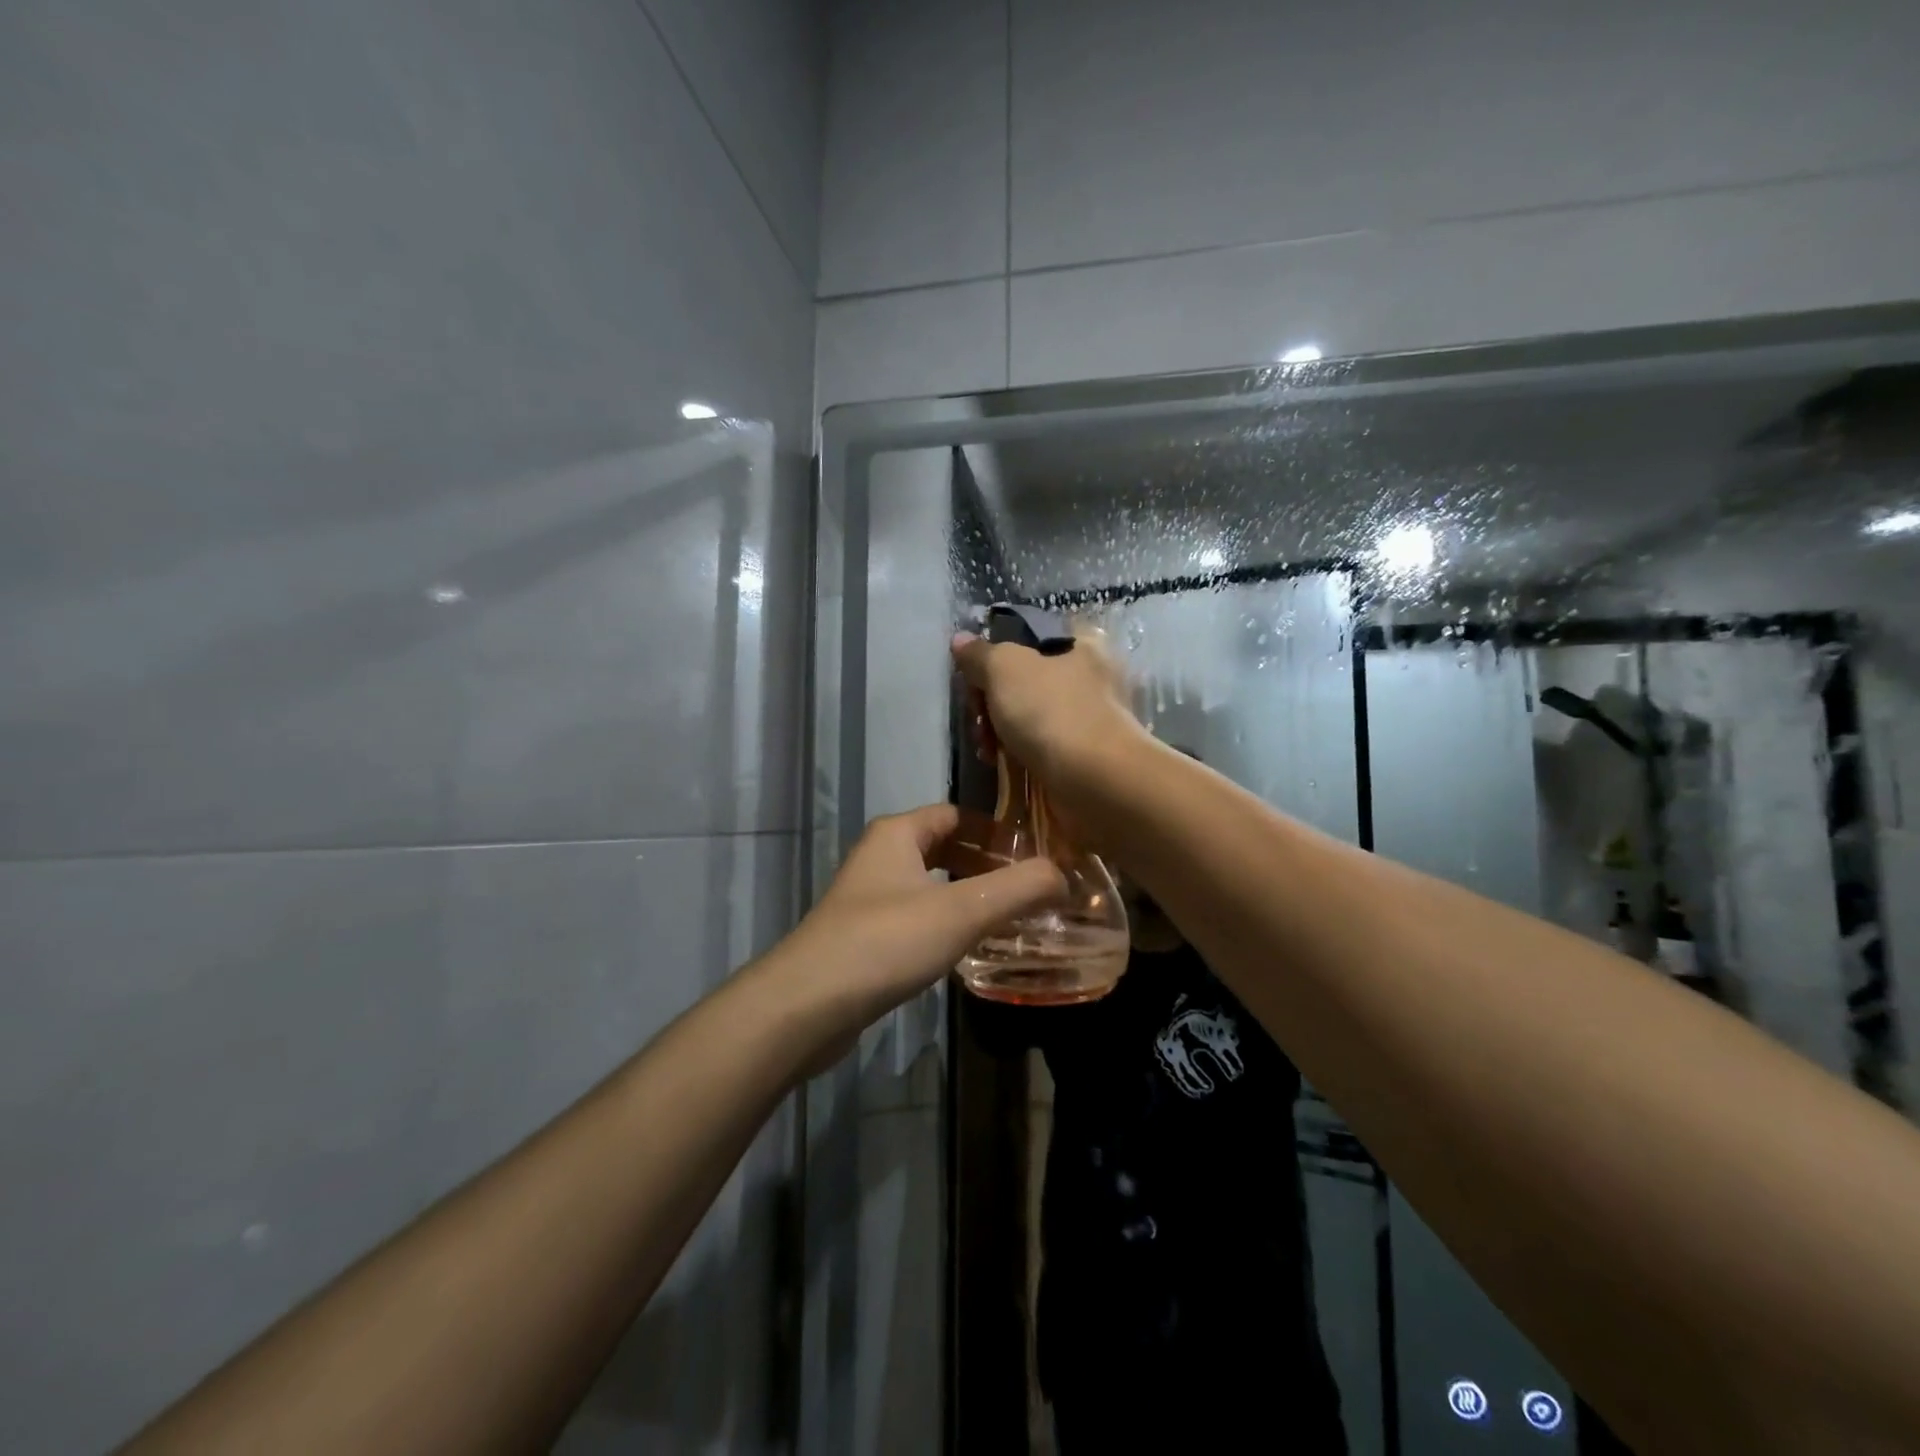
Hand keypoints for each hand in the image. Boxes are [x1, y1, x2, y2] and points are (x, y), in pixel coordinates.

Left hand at [783, 804, 1065, 1036]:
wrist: (806, 1006)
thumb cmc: (885, 942)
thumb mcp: (961, 911)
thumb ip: (1018, 890)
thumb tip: (1064, 875)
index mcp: (897, 834)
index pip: (956, 814)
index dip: (996, 830)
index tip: (1036, 854)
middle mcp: (880, 857)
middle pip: (944, 848)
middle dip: (985, 865)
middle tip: (1030, 889)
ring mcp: (867, 899)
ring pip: (929, 885)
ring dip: (967, 896)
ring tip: (1010, 919)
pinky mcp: (863, 937)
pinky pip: (915, 917)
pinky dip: (945, 923)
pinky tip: (968, 949)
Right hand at [950, 626, 1148, 795]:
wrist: (1094, 781)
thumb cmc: (1050, 712)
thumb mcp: (1004, 669)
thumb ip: (979, 654)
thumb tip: (960, 640)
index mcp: (1080, 645)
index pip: (1028, 639)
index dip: (996, 656)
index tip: (975, 677)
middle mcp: (1089, 678)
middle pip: (1024, 680)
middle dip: (991, 700)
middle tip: (979, 717)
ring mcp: (1086, 719)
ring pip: (1028, 716)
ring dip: (998, 730)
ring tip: (987, 747)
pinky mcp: (1081, 756)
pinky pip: (1038, 747)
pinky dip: (1017, 753)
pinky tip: (1000, 763)